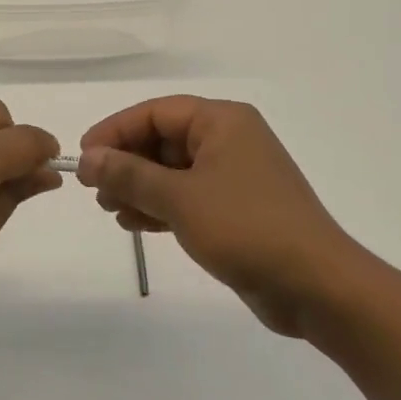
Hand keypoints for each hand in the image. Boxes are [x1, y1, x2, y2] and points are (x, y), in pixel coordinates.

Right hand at [78, 96, 371, 336]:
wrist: (317, 286)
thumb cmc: (246, 227)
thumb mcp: (179, 197)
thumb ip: (129, 174)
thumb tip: (88, 157)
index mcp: (222, 121)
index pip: (155, 112)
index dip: (115, 131)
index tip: (83, 155)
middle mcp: (229, 140)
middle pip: (162, 140)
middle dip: (125, 163)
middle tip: (93, 189)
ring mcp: (234, 176)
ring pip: (172, 171)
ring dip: (138, 187)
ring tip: (109, 209)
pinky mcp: (236, 209)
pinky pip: (186, 196)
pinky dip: (159, 206)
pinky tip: (133, 224)